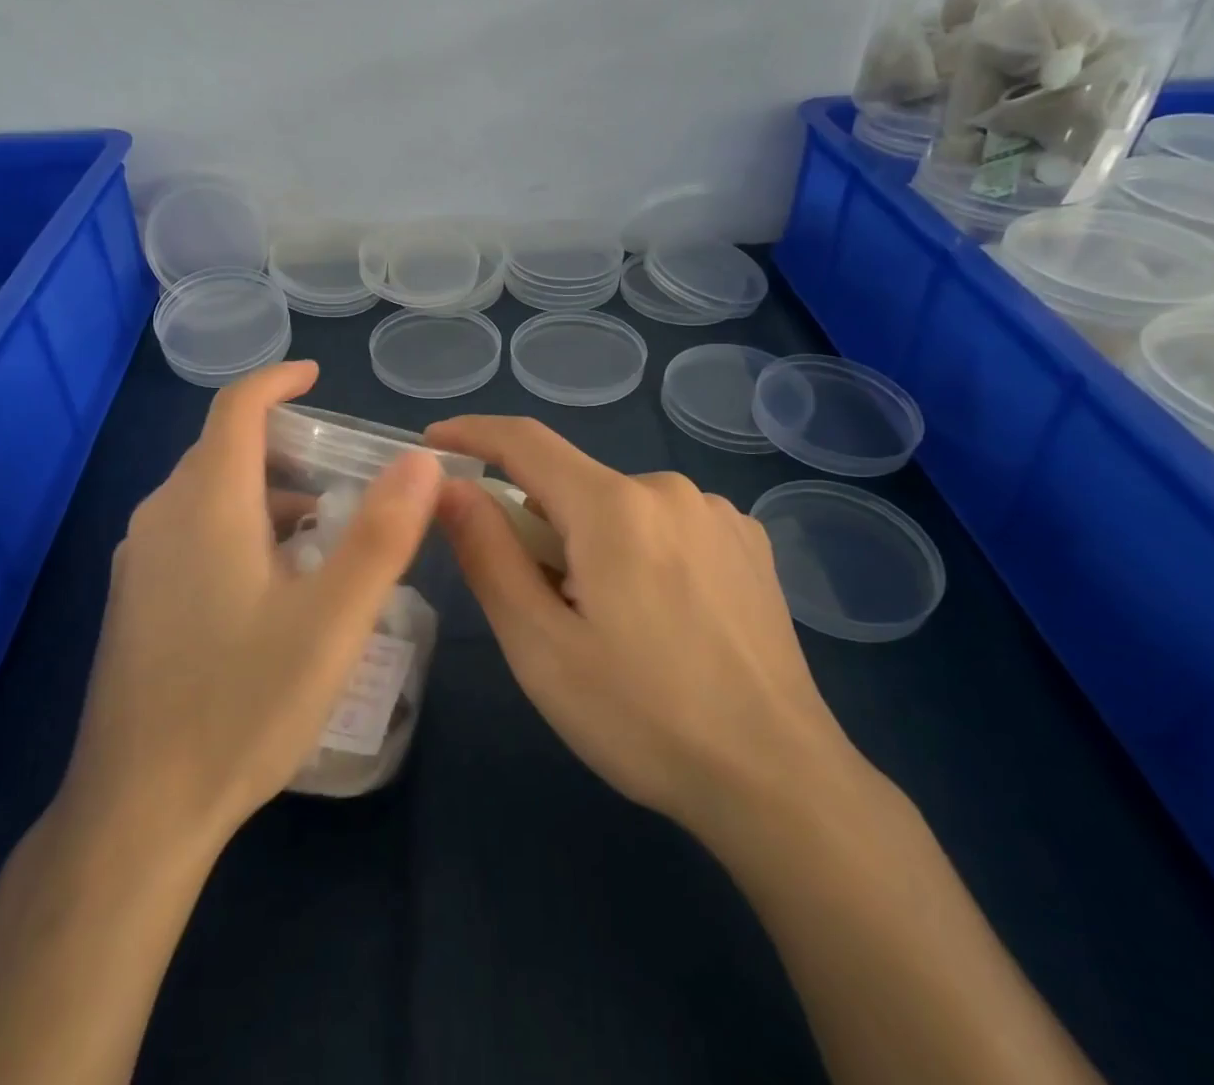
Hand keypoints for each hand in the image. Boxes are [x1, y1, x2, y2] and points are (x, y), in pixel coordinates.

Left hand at [55, 362, 442, 851]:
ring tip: (326, 531)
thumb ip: (382, 535)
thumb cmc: (241, 705)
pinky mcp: (134, 600)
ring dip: (266, 493)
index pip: (236, 408)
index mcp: (206, 504)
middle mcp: (161, 517)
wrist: (137, 811)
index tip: (317, 377)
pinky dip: (240, 527)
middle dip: (285, 444)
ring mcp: (140, 562)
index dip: (277, 381)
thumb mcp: (332, 621)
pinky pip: (192, 532)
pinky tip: (276, 582)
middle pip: (224, 450)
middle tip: (346, 471)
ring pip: (208, 495)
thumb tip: (421, 460)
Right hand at [425, 416, 856, 841]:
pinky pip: (665, 524)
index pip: (524, 441)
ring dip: (593, 545)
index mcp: (614, 507)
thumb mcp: (541, 646)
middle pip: (573, 486)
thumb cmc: (644, 719)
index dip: (472, 433)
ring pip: (619, 508)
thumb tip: (449, 488)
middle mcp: (668, 489)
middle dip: (540, 528)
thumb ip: (488, 554)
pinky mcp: (748, 541)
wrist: (779, 781)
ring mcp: (717, 512)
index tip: (433, 442)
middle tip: (543, 606)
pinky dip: (641, 552)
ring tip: (611, 626)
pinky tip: (665, 618)